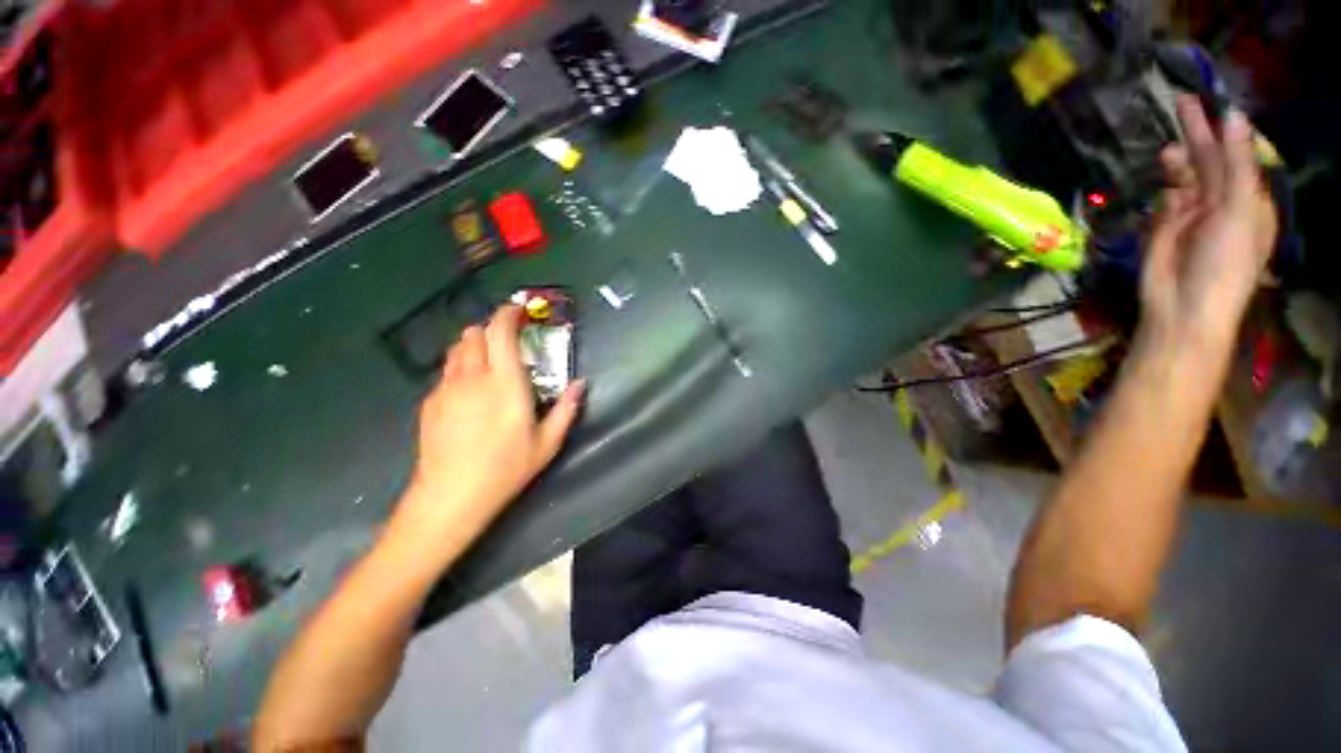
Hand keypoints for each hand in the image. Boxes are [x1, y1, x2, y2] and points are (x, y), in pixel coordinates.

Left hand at [396, 305, 584, 541]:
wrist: (450, 497)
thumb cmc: (506, 469)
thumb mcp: (547, 443)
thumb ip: (566, 409)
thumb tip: (581, 384)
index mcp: (505, 382)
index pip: (500, 331)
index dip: (508, 314)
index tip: (519, 311)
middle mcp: (472, 376)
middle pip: (473, 333)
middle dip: (490, 328)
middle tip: (508, 340)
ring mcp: (446, 388)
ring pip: (456, 350)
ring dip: (473, 346)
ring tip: (489, 362)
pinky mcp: (430, 402)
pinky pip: (446, 372)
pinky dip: (460, 368)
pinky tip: (470, 393)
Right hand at [1139, 95, 1277, 359]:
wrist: (1183, 306)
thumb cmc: (1224, 262)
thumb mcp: (1239, 210)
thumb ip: (1237, 164)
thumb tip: (1233, 116)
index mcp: (1249, 200)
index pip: (1240, 156)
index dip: (1229, 130)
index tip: (1216, 102)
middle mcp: (1223, 203)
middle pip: (1211, 161)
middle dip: (1199, 133)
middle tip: (1183, 101)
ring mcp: (1192, 215)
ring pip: (1186, 177)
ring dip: (1180, 159)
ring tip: (1169, 146)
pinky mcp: (1165, 227)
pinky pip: (1167, 199)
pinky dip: (1167, 187)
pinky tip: (1166, 180)